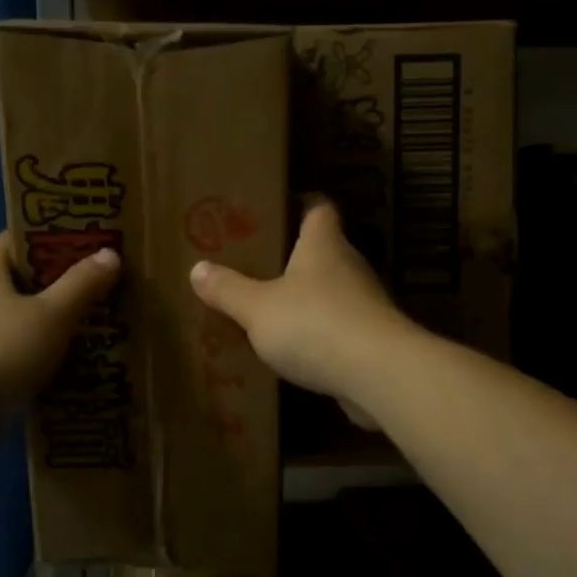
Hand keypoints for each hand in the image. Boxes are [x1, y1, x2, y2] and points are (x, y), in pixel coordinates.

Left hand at [0, 232, 119, 421]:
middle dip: (53, 284)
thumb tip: (110, 253)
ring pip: (16, 322)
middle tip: (95, 288)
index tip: (76, 243)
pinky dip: (36, 358)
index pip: (9, 241)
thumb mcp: (52, 315)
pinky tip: (65, 368)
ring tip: (89, 329)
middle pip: (16, 283)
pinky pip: (12, 356)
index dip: (41, 237)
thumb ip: (82, 285)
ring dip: (47, 325)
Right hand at [189, 196, 410, 428]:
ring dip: (306, 298)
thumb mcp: (257, 308)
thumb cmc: (314, 324)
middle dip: (294, 255)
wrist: (378, 374)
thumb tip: (197, 268)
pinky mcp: (371, 340)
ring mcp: (365, 304)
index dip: (301, 203)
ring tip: (269, 308)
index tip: (277, 206)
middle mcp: (349, 266)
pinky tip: (293, 349)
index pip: (319, 208)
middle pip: (324, 250)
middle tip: (257, 262)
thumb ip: (228, 289)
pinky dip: (318, 333)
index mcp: (323, 245)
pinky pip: (338, 328)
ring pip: (331, 291)